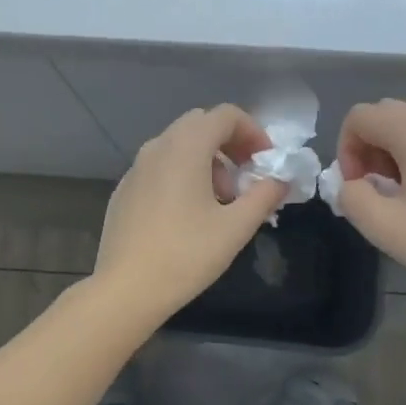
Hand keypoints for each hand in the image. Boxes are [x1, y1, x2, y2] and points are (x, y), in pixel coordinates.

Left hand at [92, 105, 289, 318]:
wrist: (126, 289)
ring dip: (207, 161)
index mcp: (186, 147)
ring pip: (179, 145)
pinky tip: (188, 214)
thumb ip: (264, 195)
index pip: (225, 115)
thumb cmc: (186, 255)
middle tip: (246, 178)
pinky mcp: (125, 189)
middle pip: (200, 124)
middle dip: (230, 144)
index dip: (253, 132)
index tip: (266, 162)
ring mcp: (136, 167)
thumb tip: (280, 179)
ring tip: (220, 202)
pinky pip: (160, 166)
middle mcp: (158, 147)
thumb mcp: (236, 227)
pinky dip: (182, 174)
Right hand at [334, 99, 405, 305]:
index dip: (346, 149)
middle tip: (375, 188)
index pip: (360, 116)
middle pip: (387, 115)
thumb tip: (353, 184)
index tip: (357, 186)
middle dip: (369, 147)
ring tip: (402, 195)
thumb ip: (350, 197)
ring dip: (394, 153)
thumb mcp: (382, 226)